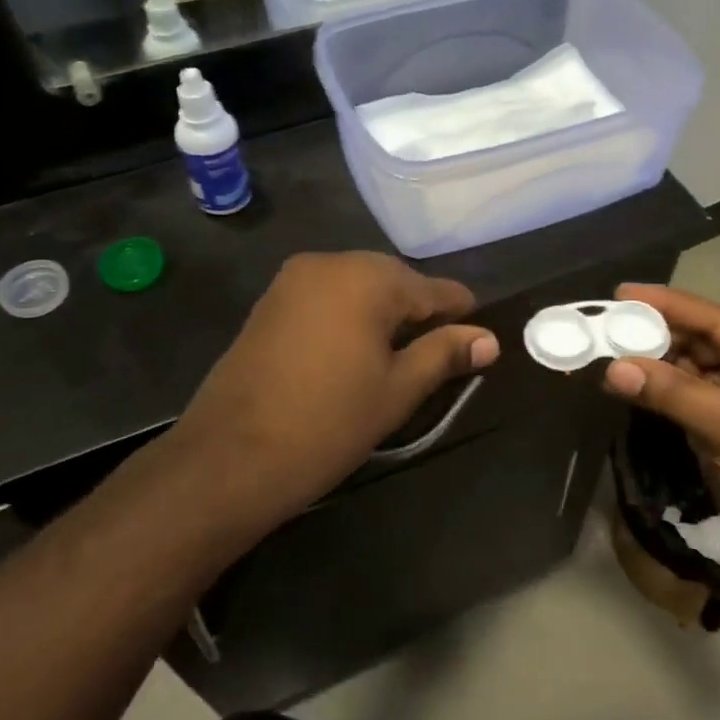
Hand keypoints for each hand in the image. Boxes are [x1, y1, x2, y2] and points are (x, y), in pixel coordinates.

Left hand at [165, 252, 497, 533]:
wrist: (229, 456)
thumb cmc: (328, 422)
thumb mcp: (397, 390)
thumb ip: (444, 355)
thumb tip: (489, 340)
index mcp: (367, 277)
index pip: (432, 288)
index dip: (459, 312)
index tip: (479, 332)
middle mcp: (329, 262)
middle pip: (392, 281)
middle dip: (418, 311)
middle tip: (440, 350)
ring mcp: (293, 280)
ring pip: (357, 287)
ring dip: (381, 314)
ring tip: (398, 354)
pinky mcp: (269, 302)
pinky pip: (326, 298)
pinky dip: (348, 316)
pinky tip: (355, 349)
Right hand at [601, 285, 719, 574]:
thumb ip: (672, 393)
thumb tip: (612, 367)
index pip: (716, 319)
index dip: (667, 304)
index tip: (621, 292)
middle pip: (700, 339)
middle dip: (654, 333)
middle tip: (604, 322)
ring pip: (689, 366)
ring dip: (651, 360)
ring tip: (604, 347)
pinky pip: (686, 393)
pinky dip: (657, 388)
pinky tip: (625, 379)